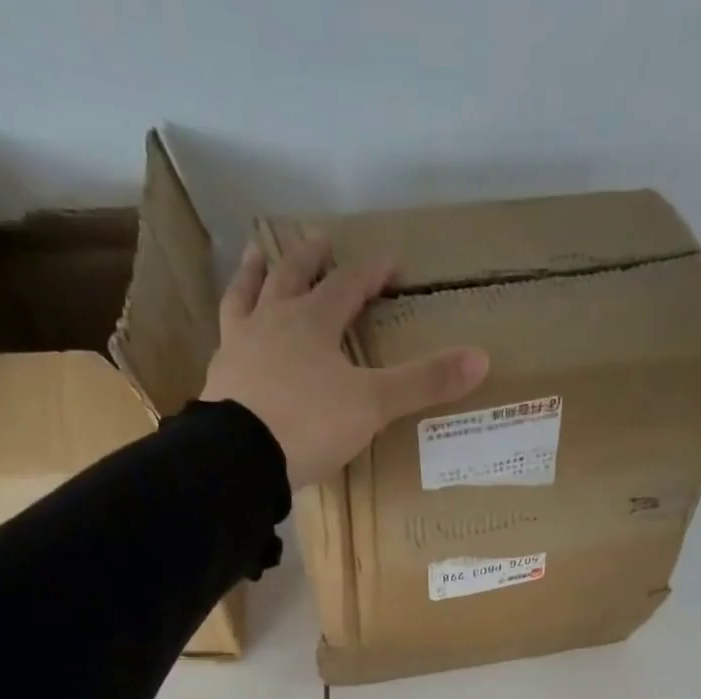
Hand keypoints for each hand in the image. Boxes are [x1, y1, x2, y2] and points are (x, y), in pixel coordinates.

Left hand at [201, 235, 488, 487]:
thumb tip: (481, 358)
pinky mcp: (218, 380)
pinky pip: (224, 340)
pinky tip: (231, 334)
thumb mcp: (373, 404)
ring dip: (254, 274)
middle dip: (310, 259)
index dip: (370, 273)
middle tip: (319, 241)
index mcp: (312, 322)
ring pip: (246, 298)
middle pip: (291, 278)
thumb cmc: (310, 424)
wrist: (241, 456)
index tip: (390, 264)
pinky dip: (232, 327)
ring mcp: (239, 349)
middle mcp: (272, 323)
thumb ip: (423, 382)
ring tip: (257, 256)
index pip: (347, 285)